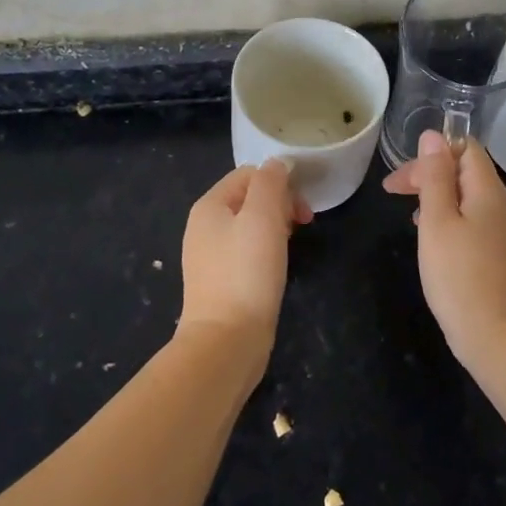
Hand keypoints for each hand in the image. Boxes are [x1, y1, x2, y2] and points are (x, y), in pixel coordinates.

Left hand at [178, 160, 311, 350]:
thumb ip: (270, 182)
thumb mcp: (263, 216)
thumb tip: (278, 165)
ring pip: (250, 225)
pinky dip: (266, 252)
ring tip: (291, 246)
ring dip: (276, 228)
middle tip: (302, 226)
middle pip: (249, 198)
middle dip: (280, 205)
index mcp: (209, 205)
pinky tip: (277, 268)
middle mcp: (203, 226)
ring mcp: (209, 256)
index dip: (280, 183)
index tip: (302, 209)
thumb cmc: (247, 272)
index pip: (249, 174)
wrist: (226, 341)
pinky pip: (247, 252)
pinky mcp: (220, 282)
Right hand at [383, 130, 505, 367]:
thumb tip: (433, 136)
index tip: (402, 175)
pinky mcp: (499, 254)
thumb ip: (435, 176)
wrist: (499, 339)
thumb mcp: (438, 221)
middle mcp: (501, 205)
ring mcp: (503, 231)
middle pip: (465, 170)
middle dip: (428, 173)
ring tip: (409, 213)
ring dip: (436, 196)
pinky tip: (432, 237)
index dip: (433, 151)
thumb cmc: (460, 277)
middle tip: (392, 191)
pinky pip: (472, 219)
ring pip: (466, 196)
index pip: (466, 147)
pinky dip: (448, 218)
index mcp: (488, 190)